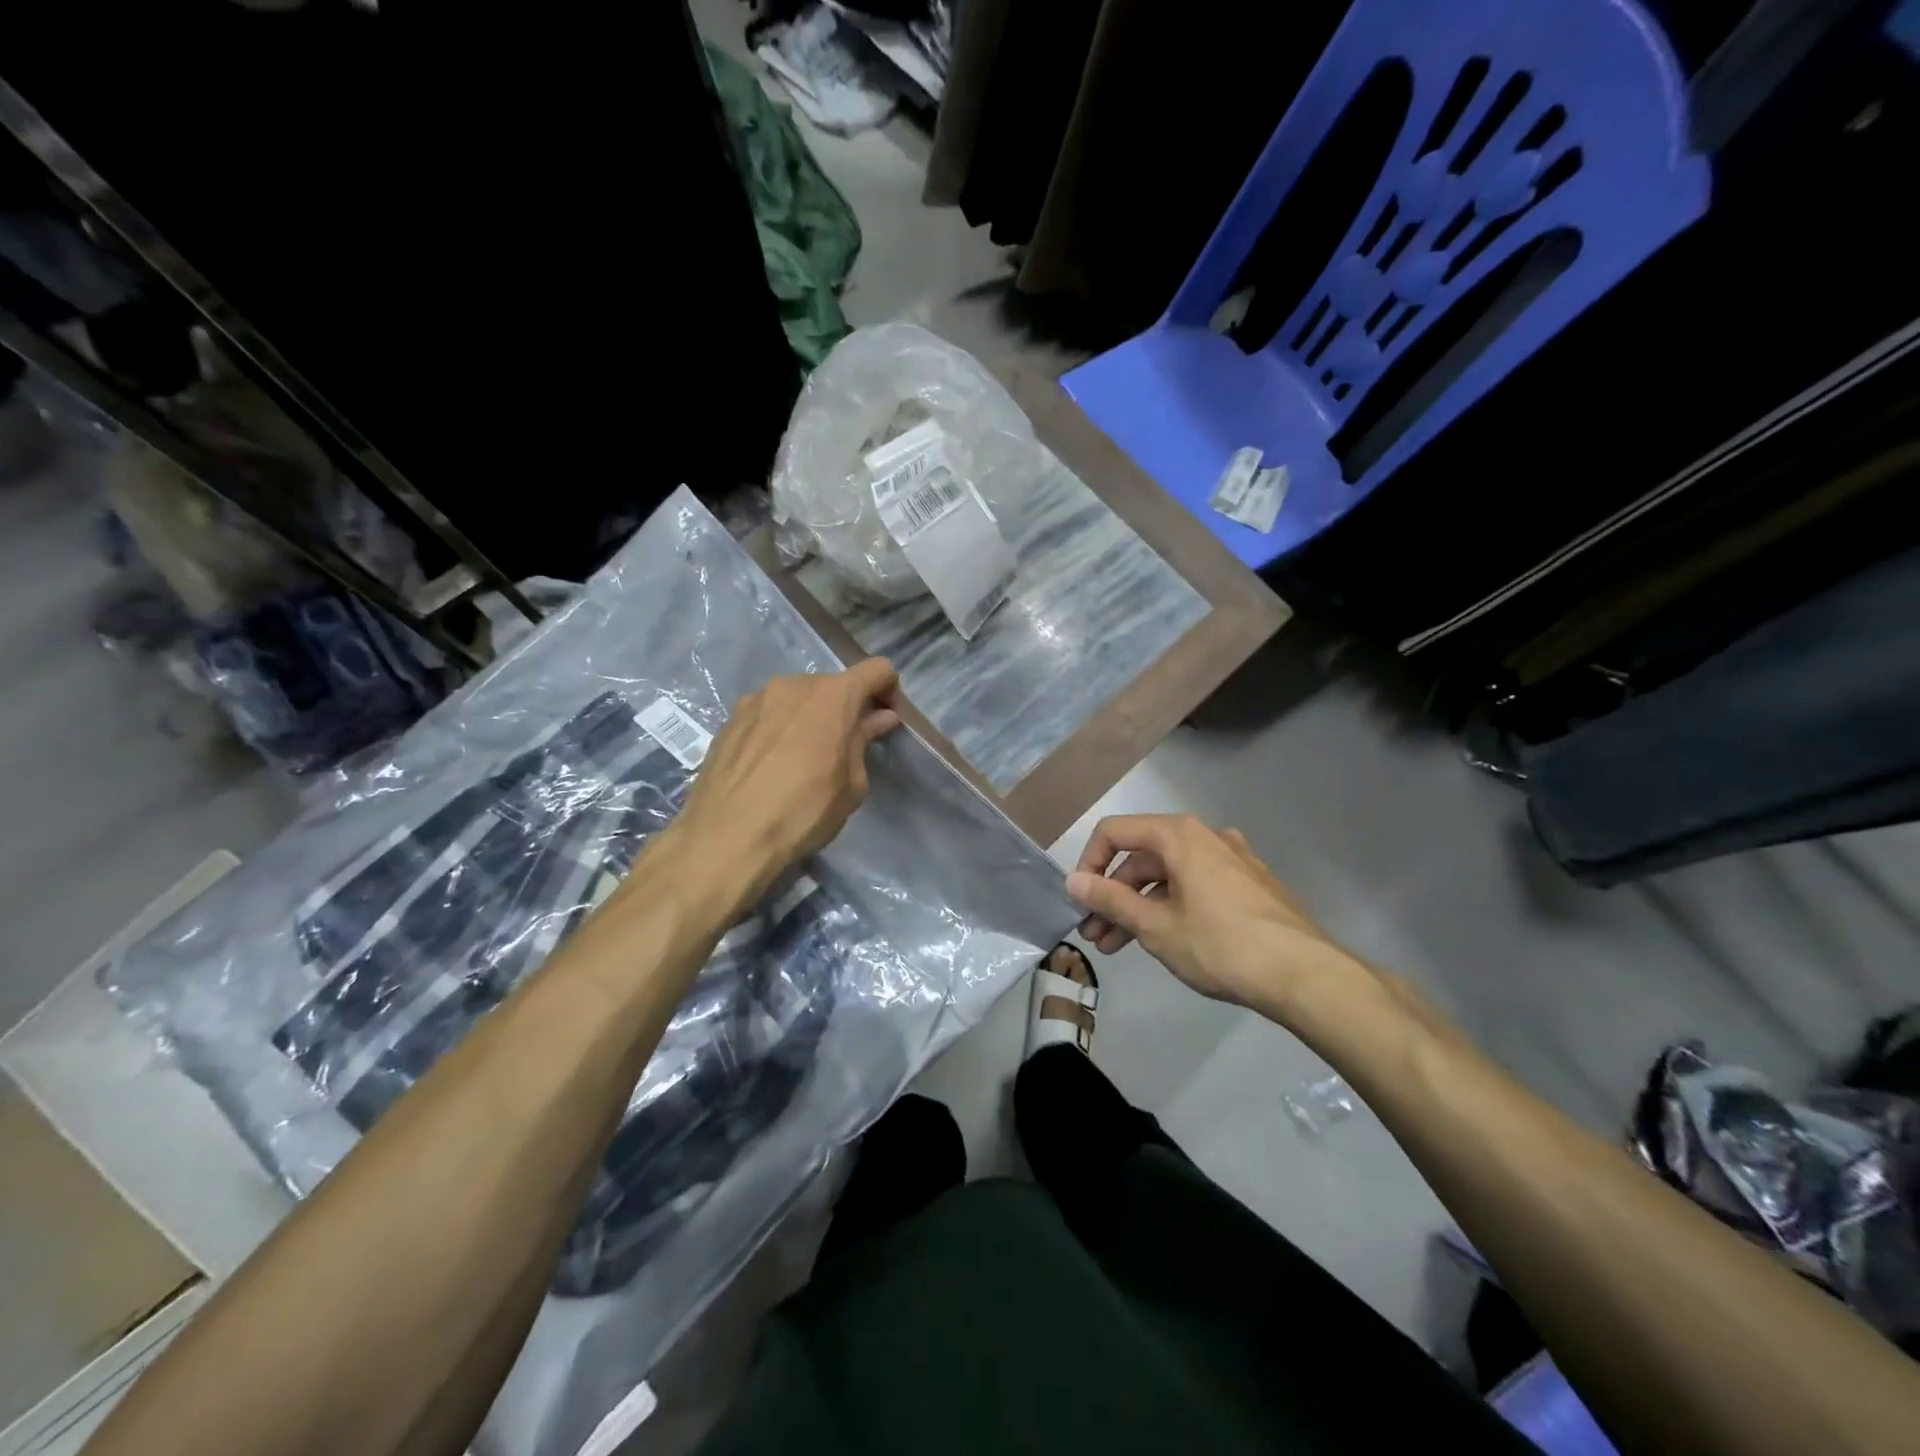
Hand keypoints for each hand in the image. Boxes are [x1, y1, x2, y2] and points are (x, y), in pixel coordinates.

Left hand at [672, 659, 901, 903]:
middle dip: (847, 709)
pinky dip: (781, 728)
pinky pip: (769, 714)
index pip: (878, 670)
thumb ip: (864, 742)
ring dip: (811, 718)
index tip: (885, 722)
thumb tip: (877, 718)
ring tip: (805, 759)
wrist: (726, 837)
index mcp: (833, 695)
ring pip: (798, 698)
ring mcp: (756, 698)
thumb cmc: (803, 811)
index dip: (889, 691)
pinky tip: (773, 765)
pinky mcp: (730, 719)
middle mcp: (794, 684)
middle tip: (847, 748)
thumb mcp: (851, 784)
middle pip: (834, 685)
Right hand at [1066, 813, 1362, 1017]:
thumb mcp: (1156, 926)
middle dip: (1112, 896)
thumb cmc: (1222, 945)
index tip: (1079, 901)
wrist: (1307, 975)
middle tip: (1094, 934)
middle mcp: (1206, 836)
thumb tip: (1073, 881)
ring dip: (1139, 907)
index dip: (1088, 863)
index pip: (1115, 832)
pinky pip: (1196, 887)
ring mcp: (1233, 860)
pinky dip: (1171, 907)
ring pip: (1169, 876)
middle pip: (1142, 857)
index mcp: (1179, 835)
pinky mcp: (1250, 885)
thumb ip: (1110, 900)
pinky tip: (1165, 941)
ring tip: (1119, 947)